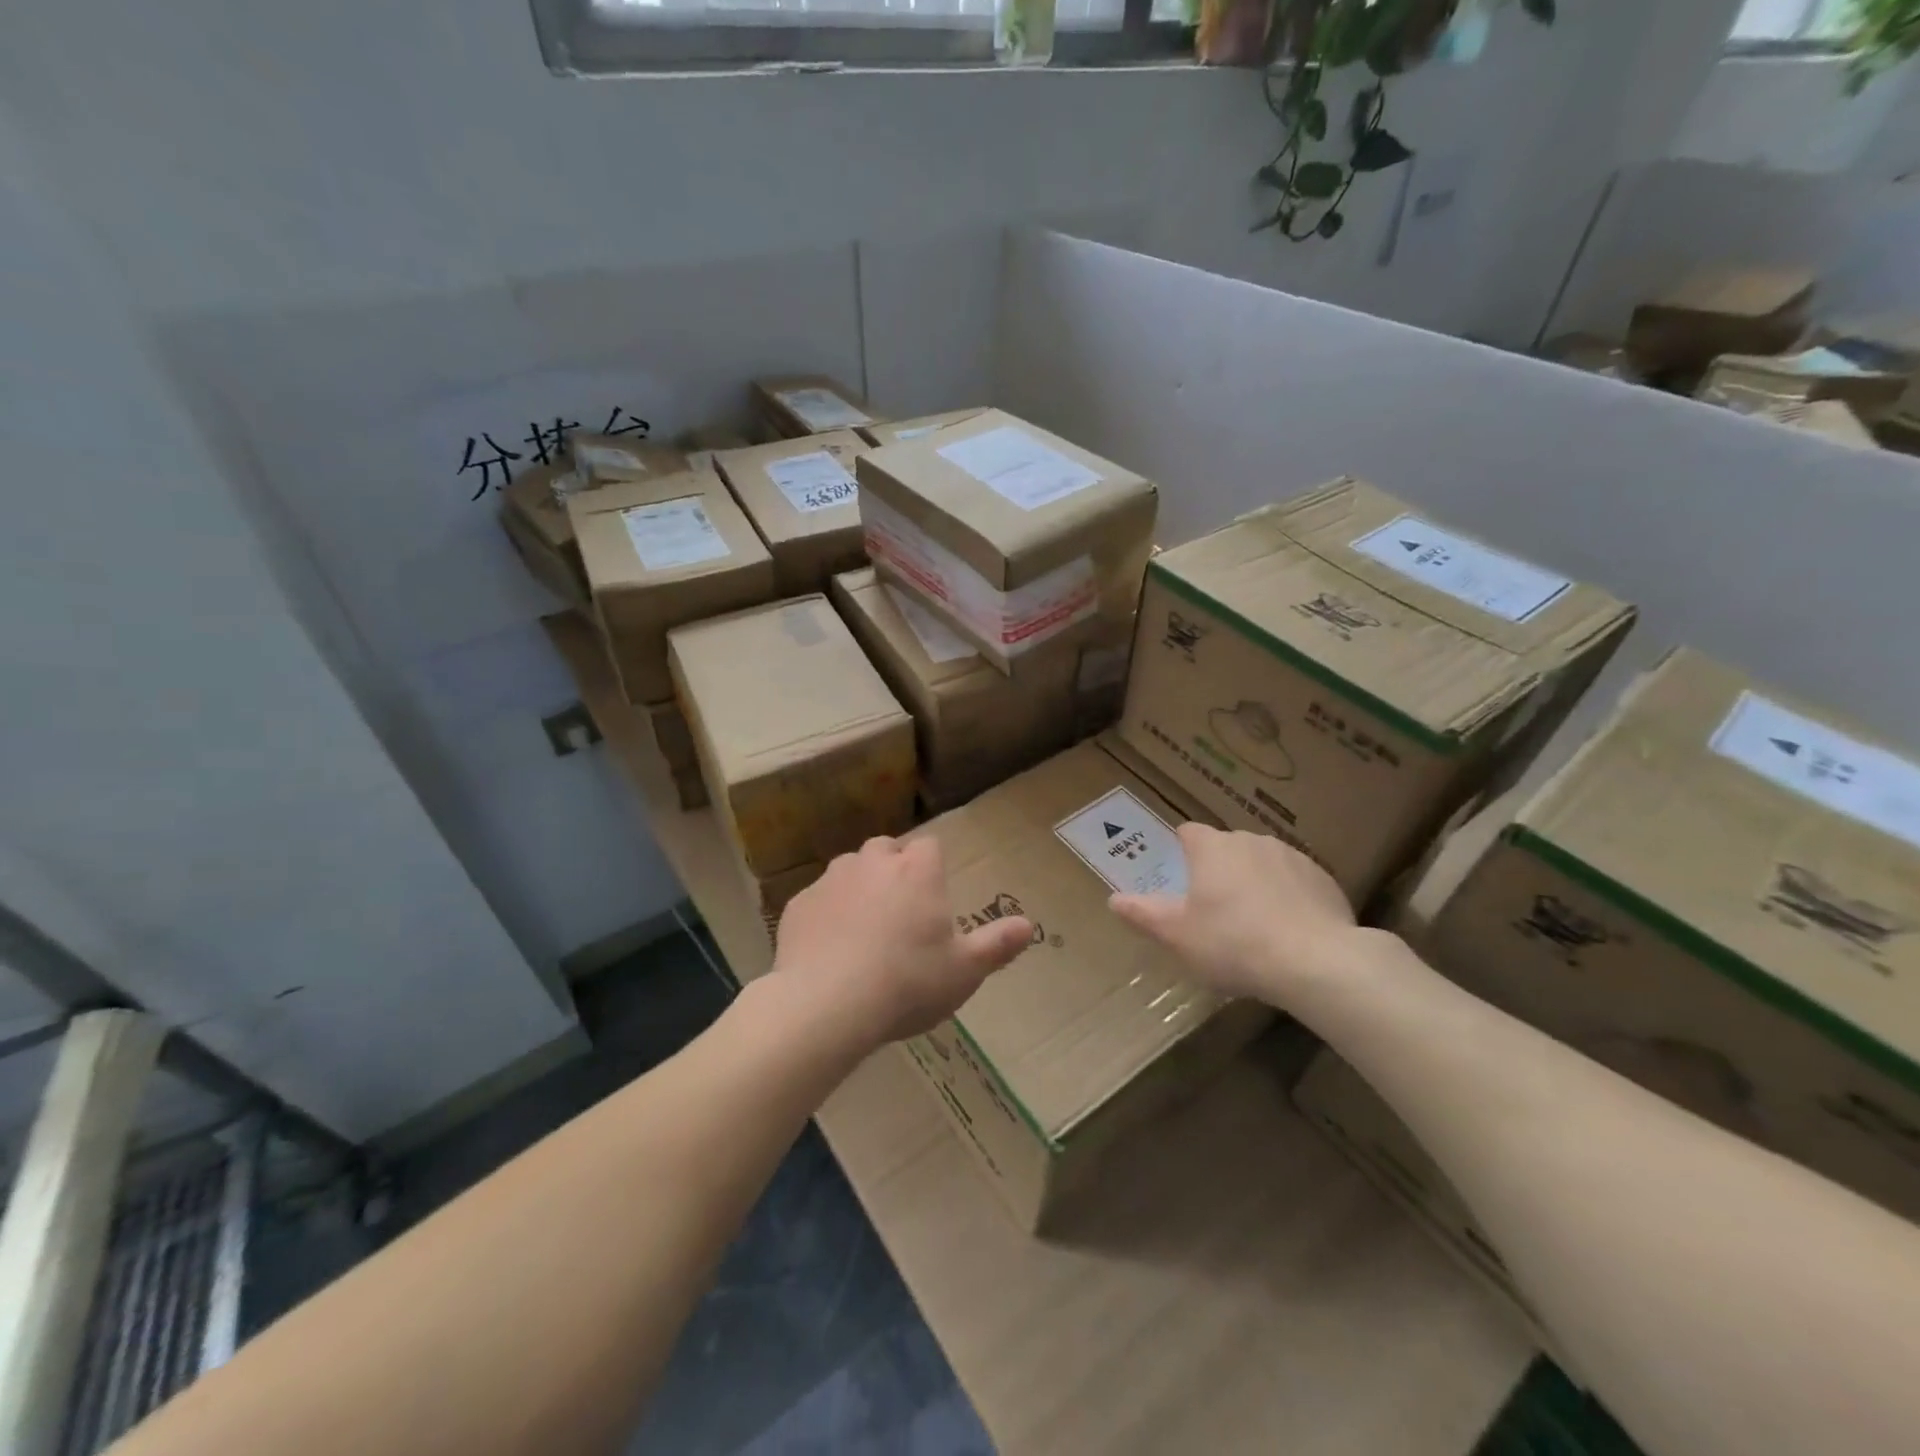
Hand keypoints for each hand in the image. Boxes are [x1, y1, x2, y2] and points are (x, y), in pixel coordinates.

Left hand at [773, 835, 1034, 1051]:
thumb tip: (1028, 925)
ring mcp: (831, 880)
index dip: (932, 866)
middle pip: (887, 849)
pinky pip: (819, 899)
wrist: (826, 1005)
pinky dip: (827, 914)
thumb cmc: (907, 982)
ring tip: (864, 930)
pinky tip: (829, 949)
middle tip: (901, 911)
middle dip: (894, 868)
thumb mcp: (964, 971)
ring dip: (859, 887)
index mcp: (917, 871)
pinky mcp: (798, 904)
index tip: (934, 896)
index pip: (930, 846)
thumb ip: (997, 944)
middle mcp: (873, 862)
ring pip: (849, 869)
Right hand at [1108, 824, 1360, 1005]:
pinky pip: (1294, 881)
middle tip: (1214, 911)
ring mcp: (1292, 856)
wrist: (1316, 962)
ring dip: (1254, 882)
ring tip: (1253, 925)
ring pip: (1262, 863)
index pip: (1189, 832)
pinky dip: (1287, 897)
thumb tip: (1113, 900)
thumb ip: (1143, 914)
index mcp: (1212, 847)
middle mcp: (1251, 840)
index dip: (1181, 851)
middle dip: (1218, 871)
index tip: (1181, 878)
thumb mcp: (1177, 935)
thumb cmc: (1233, 943)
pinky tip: (1288, 931)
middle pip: (1226, 848)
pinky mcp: (1323, 878)